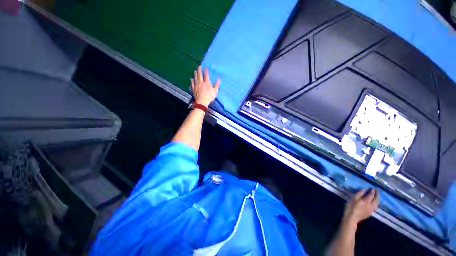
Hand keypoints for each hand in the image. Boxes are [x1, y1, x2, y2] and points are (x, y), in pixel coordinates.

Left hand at [191, 66, 220, 106]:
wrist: (202, 102)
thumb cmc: (209, 97)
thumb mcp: (215, 91)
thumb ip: (217, 85)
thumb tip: (219, 80)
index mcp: (207, 83)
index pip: (206, 75)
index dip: (206, 71)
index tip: (205, 68)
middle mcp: (201, 82)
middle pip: (199, 75)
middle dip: (199, 70)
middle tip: (199, 67)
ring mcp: (196, 86)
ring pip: (195, 78)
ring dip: (195, 74)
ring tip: (195, 71)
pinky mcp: (193, 89)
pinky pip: (192, 84)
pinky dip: (192, 81)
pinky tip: (191, 79)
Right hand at [343, 189, 379, 225]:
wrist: (352, 218)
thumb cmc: (351, 207)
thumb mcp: (353, 199)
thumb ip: (359, 194)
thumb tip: (365, 190)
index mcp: (366, 201)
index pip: (371, 195)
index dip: (373, 191)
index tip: (373, 188)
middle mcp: (371, 205)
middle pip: (377, 200)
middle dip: (377, 195)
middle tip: (377, 191)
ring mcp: (371, 210)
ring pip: (377, 204)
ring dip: (378, 199)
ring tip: (376, 196)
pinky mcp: (370, 213)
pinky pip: (375, 206)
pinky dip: (376, 203)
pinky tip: (374, 202)